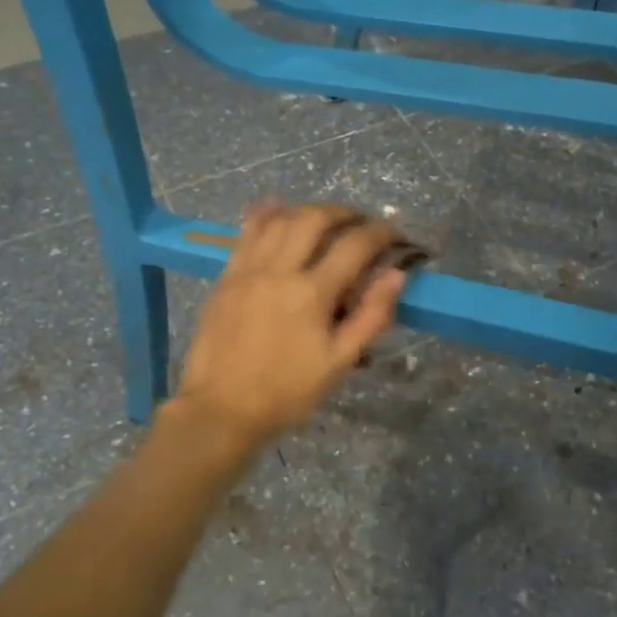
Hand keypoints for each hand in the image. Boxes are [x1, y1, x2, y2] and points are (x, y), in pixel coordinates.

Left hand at [172, 201, 410, 448]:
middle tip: (361, 222)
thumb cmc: (286, 392)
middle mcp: (279, 270)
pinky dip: (263, 215)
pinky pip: (245, 234)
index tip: (396, 236)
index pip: (355, 246)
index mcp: (312, 292)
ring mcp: (248, 270)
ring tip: (325, 219)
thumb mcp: (338, 362)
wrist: (221, 410)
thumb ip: (370, 316)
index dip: (381, 234)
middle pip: (315, 219)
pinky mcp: (226, 277)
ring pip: (279, 220)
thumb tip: (396, 275)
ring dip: (308, 211)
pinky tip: (274, 206)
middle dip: (345, 213)